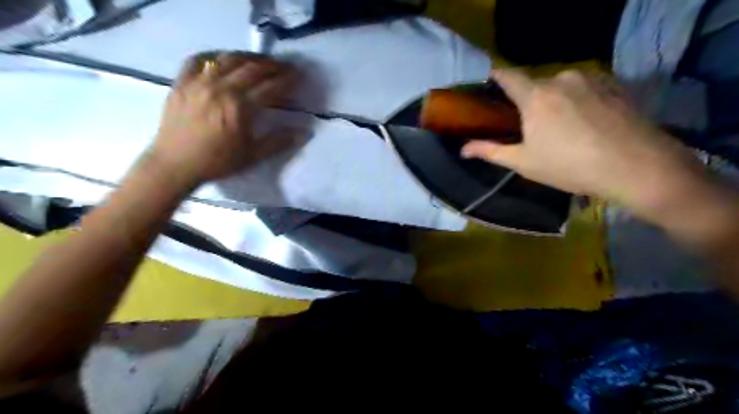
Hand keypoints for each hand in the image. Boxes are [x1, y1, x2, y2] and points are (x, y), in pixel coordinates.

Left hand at [147, 51, 298, 184]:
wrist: (175, 164)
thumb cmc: (217, 162)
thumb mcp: (252, 156)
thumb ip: (278, 142)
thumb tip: (304, 133)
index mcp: (240, 107)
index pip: (270, 87)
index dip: (288, 80)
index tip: (299, 74)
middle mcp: (221, 88)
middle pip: (252, 68)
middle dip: (273, 65)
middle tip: (285, 66)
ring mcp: (199, 82)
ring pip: (228, 59)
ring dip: (248, 57)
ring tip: (260, 61)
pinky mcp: (182, 81)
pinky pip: (198, 59)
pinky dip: (214, 55)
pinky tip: (223, 59)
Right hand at [460, 68, 702, 215]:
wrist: (636, 166)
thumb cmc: (569, 166)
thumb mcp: (524, 162)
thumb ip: (490, 151)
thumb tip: (462, 149)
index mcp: (535, 96)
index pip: (507, 75)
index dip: (495, 77)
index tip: (488, 84)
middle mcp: (561, 79)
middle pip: (535, 83)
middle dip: (527, 99)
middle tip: (528, 123)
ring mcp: (591, 79)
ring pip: (561, 85)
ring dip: (554, 99)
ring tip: (560, 125)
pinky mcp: (615, 85)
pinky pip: (585, 87)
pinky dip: (577, 99)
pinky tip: (586, 122)